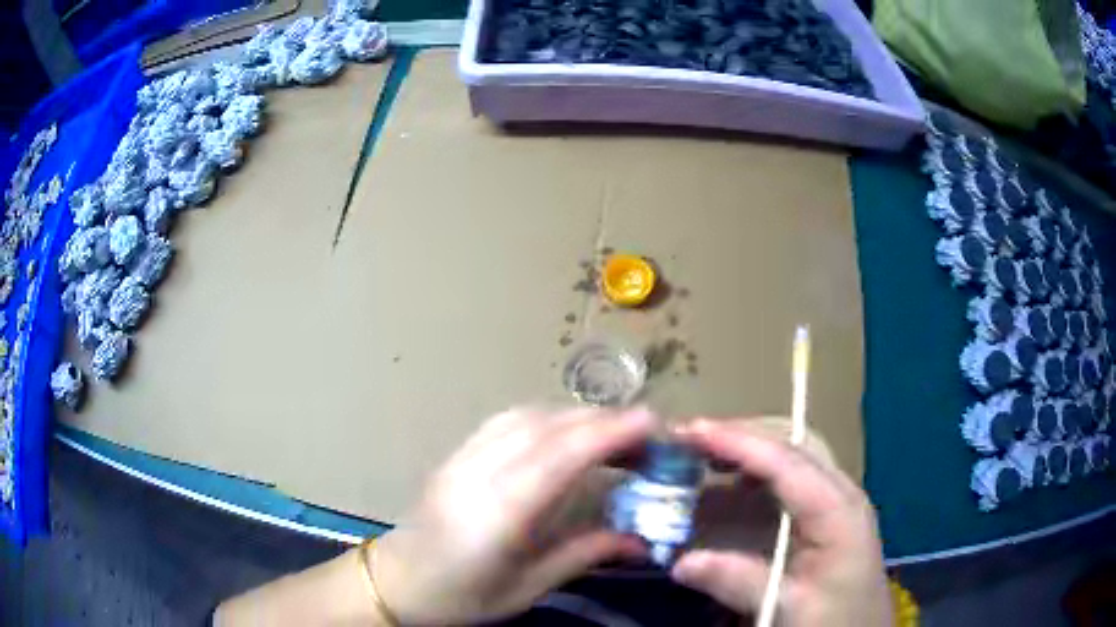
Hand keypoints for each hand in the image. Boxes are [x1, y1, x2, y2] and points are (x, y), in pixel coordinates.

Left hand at [374, 408, 653, 624]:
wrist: (396, 583)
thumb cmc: (461, 597)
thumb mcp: (527, 588)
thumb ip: (584, 554)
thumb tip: (641, 541)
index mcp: (498, 513)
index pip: (561, 457)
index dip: (609, 432)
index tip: (652, 423)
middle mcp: (479, 473)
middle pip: (547, 427)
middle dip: (602, 420)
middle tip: (645, 432)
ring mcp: (462, 458)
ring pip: (526, 415)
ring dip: (574, 415)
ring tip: (612, 431)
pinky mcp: (455, 454)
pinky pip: (505, 421)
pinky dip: (545, 417)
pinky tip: (563, 433)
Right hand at [670, 419, 892, 625]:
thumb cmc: (835, 620)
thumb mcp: (788, 607)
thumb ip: (739, 581)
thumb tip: (681, 562)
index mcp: (837, 510)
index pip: (786, 461)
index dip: (738, 442)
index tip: (691, 432)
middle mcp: (840, 493)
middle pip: (794, 443)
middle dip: (744, 435)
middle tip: (694, 439)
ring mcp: (836, 502)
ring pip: (794, 457)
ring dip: (750, 450)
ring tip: (704, 456)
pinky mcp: (827, 517)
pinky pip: (792, 480)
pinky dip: (757, 474)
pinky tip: (732, 487)